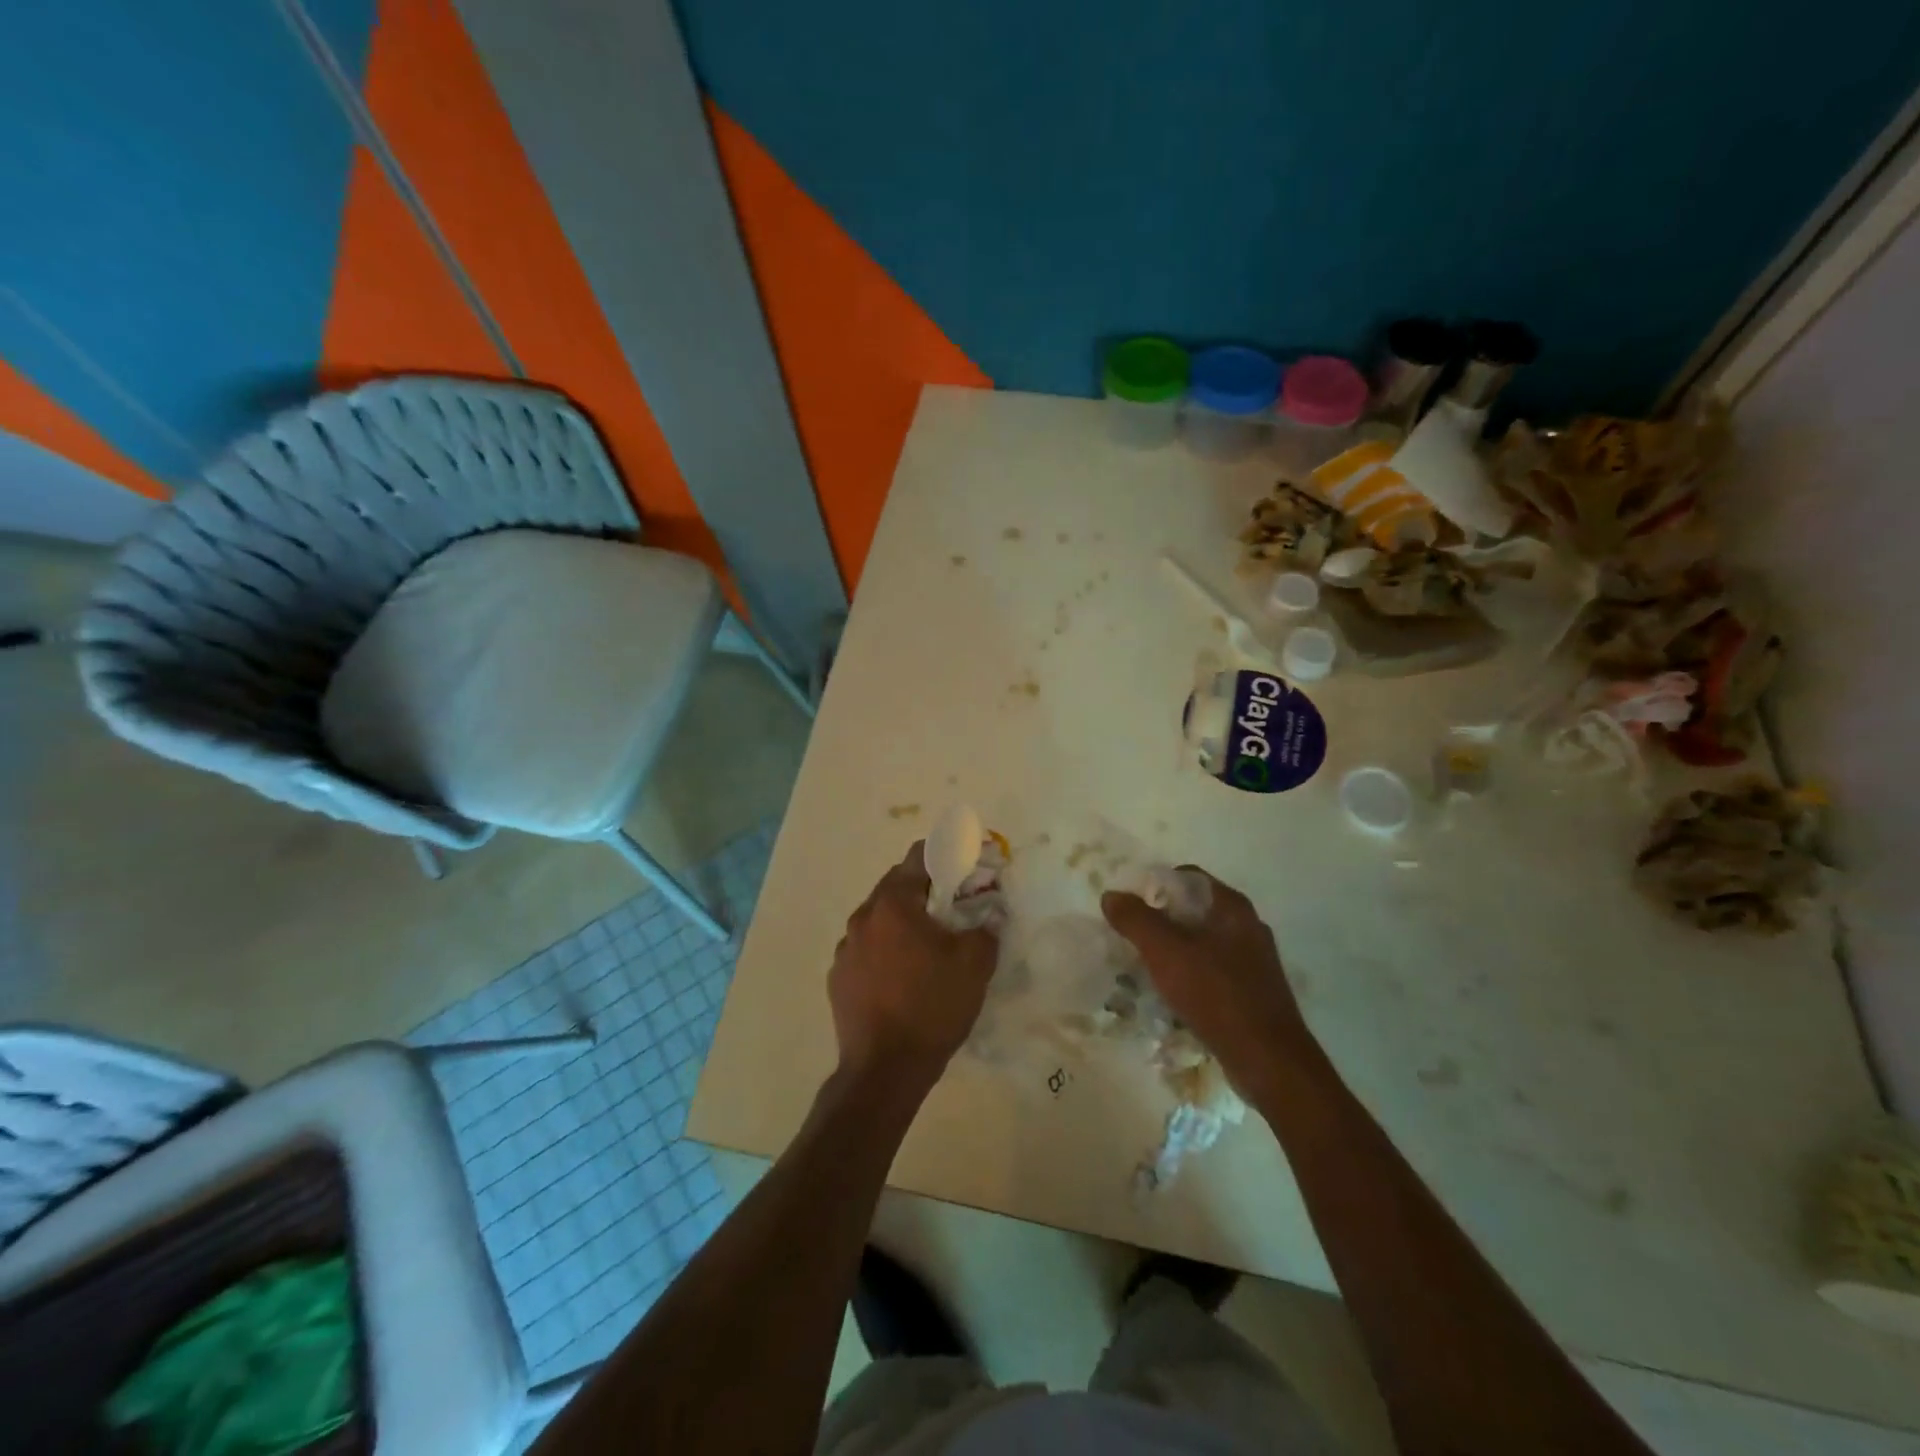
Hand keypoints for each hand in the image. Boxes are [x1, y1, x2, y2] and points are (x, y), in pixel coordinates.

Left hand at [829, 842, 999, 1093]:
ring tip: (927, 948)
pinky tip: (902, 977)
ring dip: (902, 923)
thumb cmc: (931, 1006)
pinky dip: (885, 951)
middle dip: (924, 892)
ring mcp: (845, 948)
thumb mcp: (974, 965)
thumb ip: (986, 929)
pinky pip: (866, 950)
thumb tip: (989, 915)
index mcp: (893, 904)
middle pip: (895, 887)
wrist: (884, 1070)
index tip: (963, 869)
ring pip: (879, 920)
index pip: (917, 858)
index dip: (944, 856)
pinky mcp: (838, 978)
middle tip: (951, 910)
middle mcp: (862, 917)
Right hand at [1101, 869, 1310, 1091]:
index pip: (1187, 877)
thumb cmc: (1217, 995)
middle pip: (1193, 910)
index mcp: (1232, 907)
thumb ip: (1136, 920)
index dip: (1155, 886)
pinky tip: (1171, 995)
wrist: (1269, 1061)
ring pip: (1202, 943)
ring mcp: (1254, 961)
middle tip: (1131, 938)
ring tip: (1144, 968)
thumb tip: (1111, 895)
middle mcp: (1247, 927)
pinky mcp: (1253, 991)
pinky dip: (1189, 975)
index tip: (1130, 908)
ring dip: (1172, 951)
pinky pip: (1212, 971)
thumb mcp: (1166, 952)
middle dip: (1160, 921)